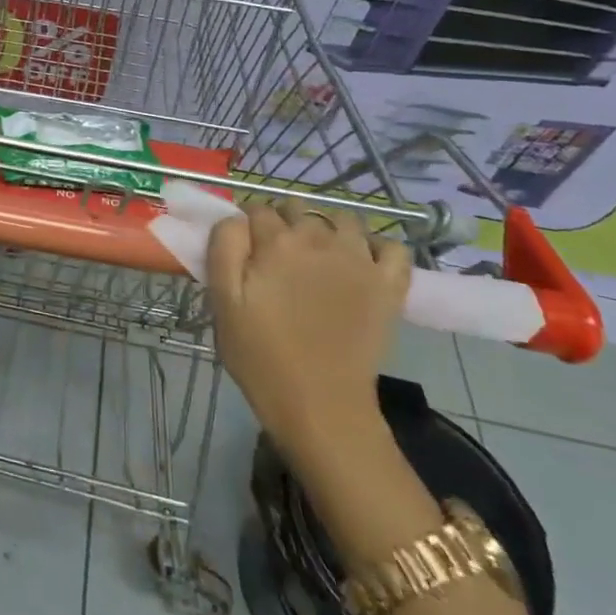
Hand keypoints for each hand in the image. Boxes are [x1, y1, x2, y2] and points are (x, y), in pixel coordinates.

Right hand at [206, 199, 411, 444]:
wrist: (320, 406)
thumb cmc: (261, 356)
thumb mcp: (223, 302)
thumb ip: (224, 248)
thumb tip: (235, 219)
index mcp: (275, 242)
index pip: (257, 209)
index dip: (247, 225)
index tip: (244, 249)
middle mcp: (319, 239)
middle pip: (297, 208)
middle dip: (284, 222)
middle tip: (276, 256)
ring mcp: (359, 259)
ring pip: (342, 219)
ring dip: (326, 227)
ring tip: (318, 256)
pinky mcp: (389, 285)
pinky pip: (392, 246)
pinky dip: (377, 247)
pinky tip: (361, 263)